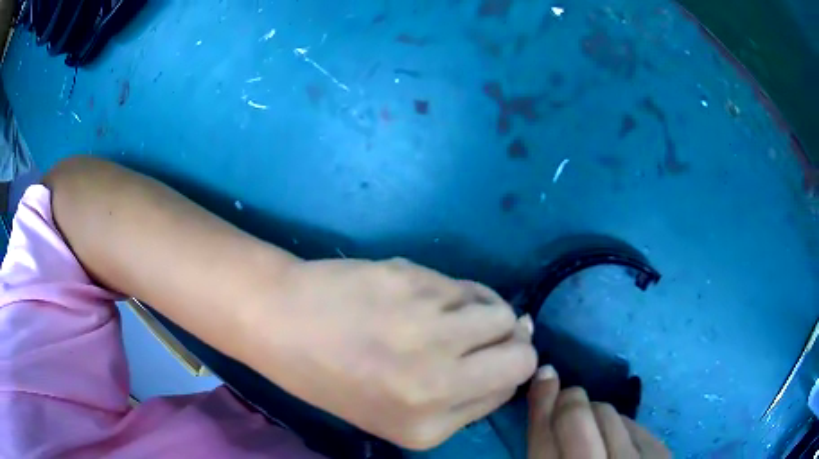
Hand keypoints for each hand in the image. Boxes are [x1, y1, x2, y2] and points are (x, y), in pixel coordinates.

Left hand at [246, 258, 536, 449]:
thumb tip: (516, 349)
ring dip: (486, 313)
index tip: (490, 358)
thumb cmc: (333, 376)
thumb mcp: (396, 414)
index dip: (504, 371)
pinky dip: (458, 293)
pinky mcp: (415, 283)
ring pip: (503, 313)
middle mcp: (436, 382)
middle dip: (513, 342)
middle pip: (521, 354)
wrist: (282, 321)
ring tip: (452, 314)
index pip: (508, 390)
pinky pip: (467, 286)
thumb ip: (462, 397)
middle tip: (482, 334)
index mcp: (428, 426)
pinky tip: (426, 296)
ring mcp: (427, 329)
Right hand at [528, 366, 669, 457]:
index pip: (544, 442)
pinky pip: (633, 422)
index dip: (542, 405)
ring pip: (608, 413)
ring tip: (594, 430)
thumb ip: (545, 455)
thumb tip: (544, 415)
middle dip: (570, 400)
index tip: (545, 377)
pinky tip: (617, 441)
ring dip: (595, 413)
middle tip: (569, 400)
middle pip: (576, 419)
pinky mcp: (659, 454)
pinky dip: (619, 425)